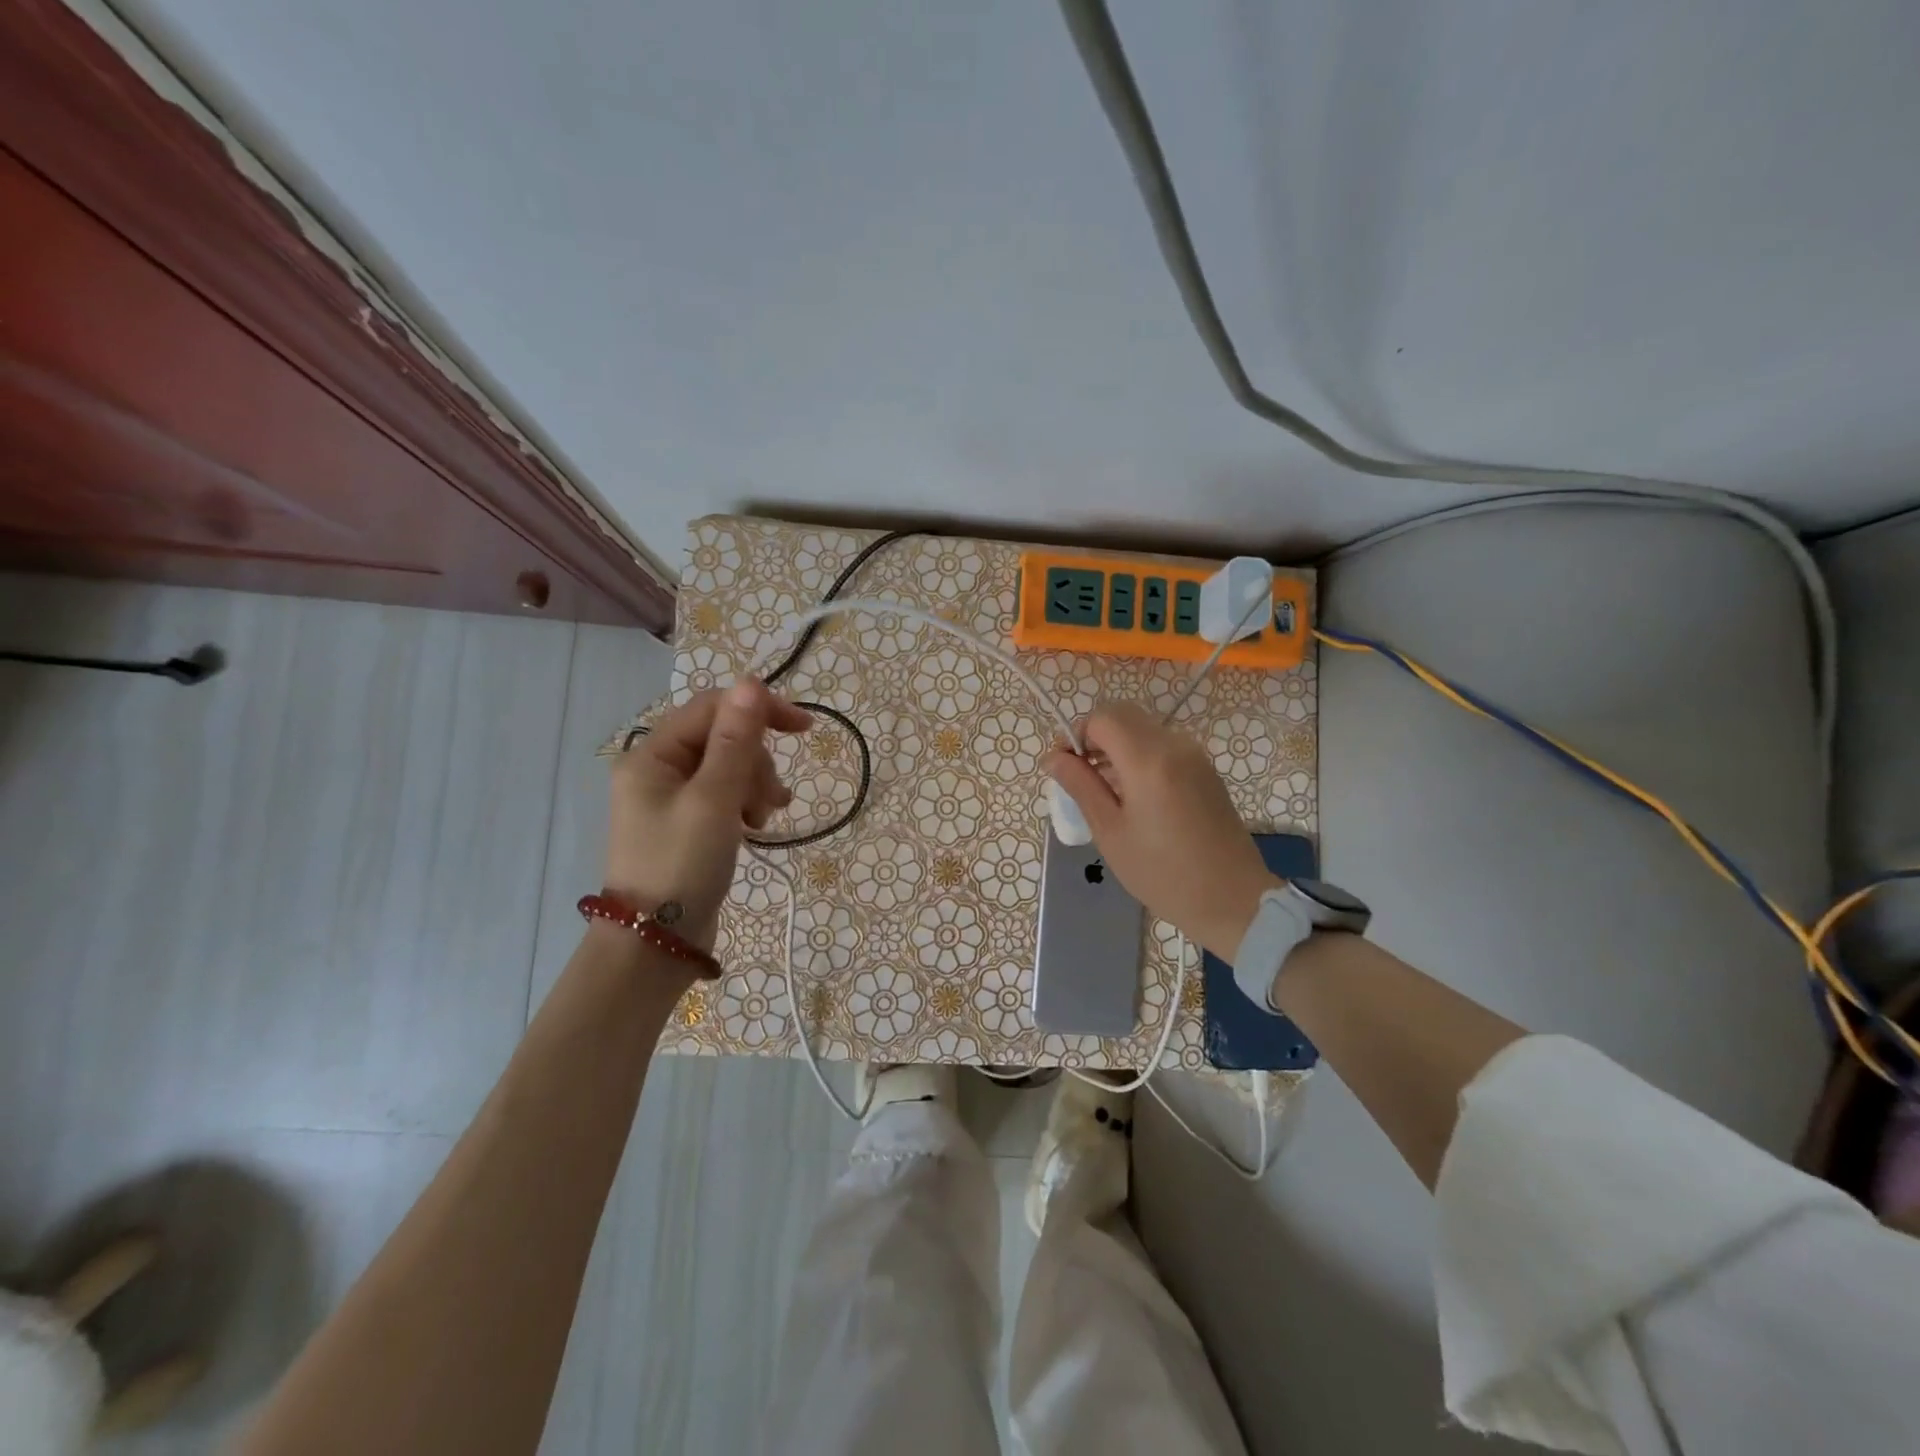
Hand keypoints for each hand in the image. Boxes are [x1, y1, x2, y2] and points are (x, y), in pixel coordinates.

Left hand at [604, 680, 811, 950]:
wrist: (656, 944)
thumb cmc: (682, 866)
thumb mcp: (714, 800)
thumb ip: (736, 740)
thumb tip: (751, 682)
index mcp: (652, 755)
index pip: (713, 707)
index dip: (759, 710)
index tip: (805, 728)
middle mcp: (658, 769)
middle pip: (723, 738)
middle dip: (757, 762)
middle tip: (770, 801)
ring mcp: (672, 797)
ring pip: (730, 767)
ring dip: (756, 785)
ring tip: (764, 820)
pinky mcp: (687, 822)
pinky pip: (725, 794)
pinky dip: (746, 803)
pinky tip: (758, 825)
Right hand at [1044, 702, 1277, 960]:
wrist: (1233, 899)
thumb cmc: (1163, 873)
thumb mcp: (1110, 832)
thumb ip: (1080, 786)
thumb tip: (1054, 757)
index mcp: (1148, 760)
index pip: (1102, 718)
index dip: (1075, 734)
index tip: (1062, 766)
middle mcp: (1175, 745)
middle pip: (1123, 715)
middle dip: (1094, 737)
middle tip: (1078, 774)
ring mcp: (1195, 755)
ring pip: (1143, 729)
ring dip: (1116, 746)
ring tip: (1102, 789)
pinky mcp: (1205, 769)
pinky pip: (1162, 746)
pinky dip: (1138, 756)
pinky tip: (1132, 795)